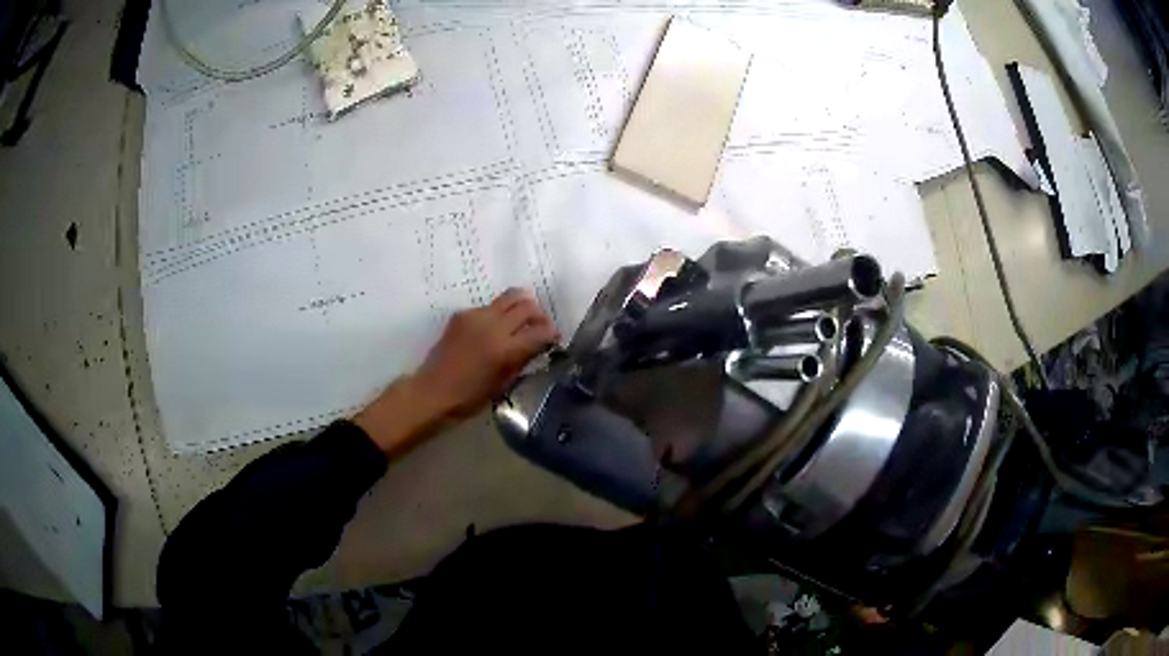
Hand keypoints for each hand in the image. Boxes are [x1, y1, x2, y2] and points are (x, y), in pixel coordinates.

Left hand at [414, 288, 559, 418]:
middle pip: (527, 306)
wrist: (432, 391)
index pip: (541, 331)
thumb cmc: (469, 398)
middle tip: (540, 327)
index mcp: (505, 349)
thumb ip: (522, 361)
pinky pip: (489, 306)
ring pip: (509, 297)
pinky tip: (493, 330)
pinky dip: (498, 314)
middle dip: (539, 315)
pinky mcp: (462, 314)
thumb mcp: (503, 384)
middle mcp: (493, 326)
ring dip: (521, 307)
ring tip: (521, 321)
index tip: (554, 340)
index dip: (552, 334)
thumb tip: (537, 347)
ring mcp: (476, 316)